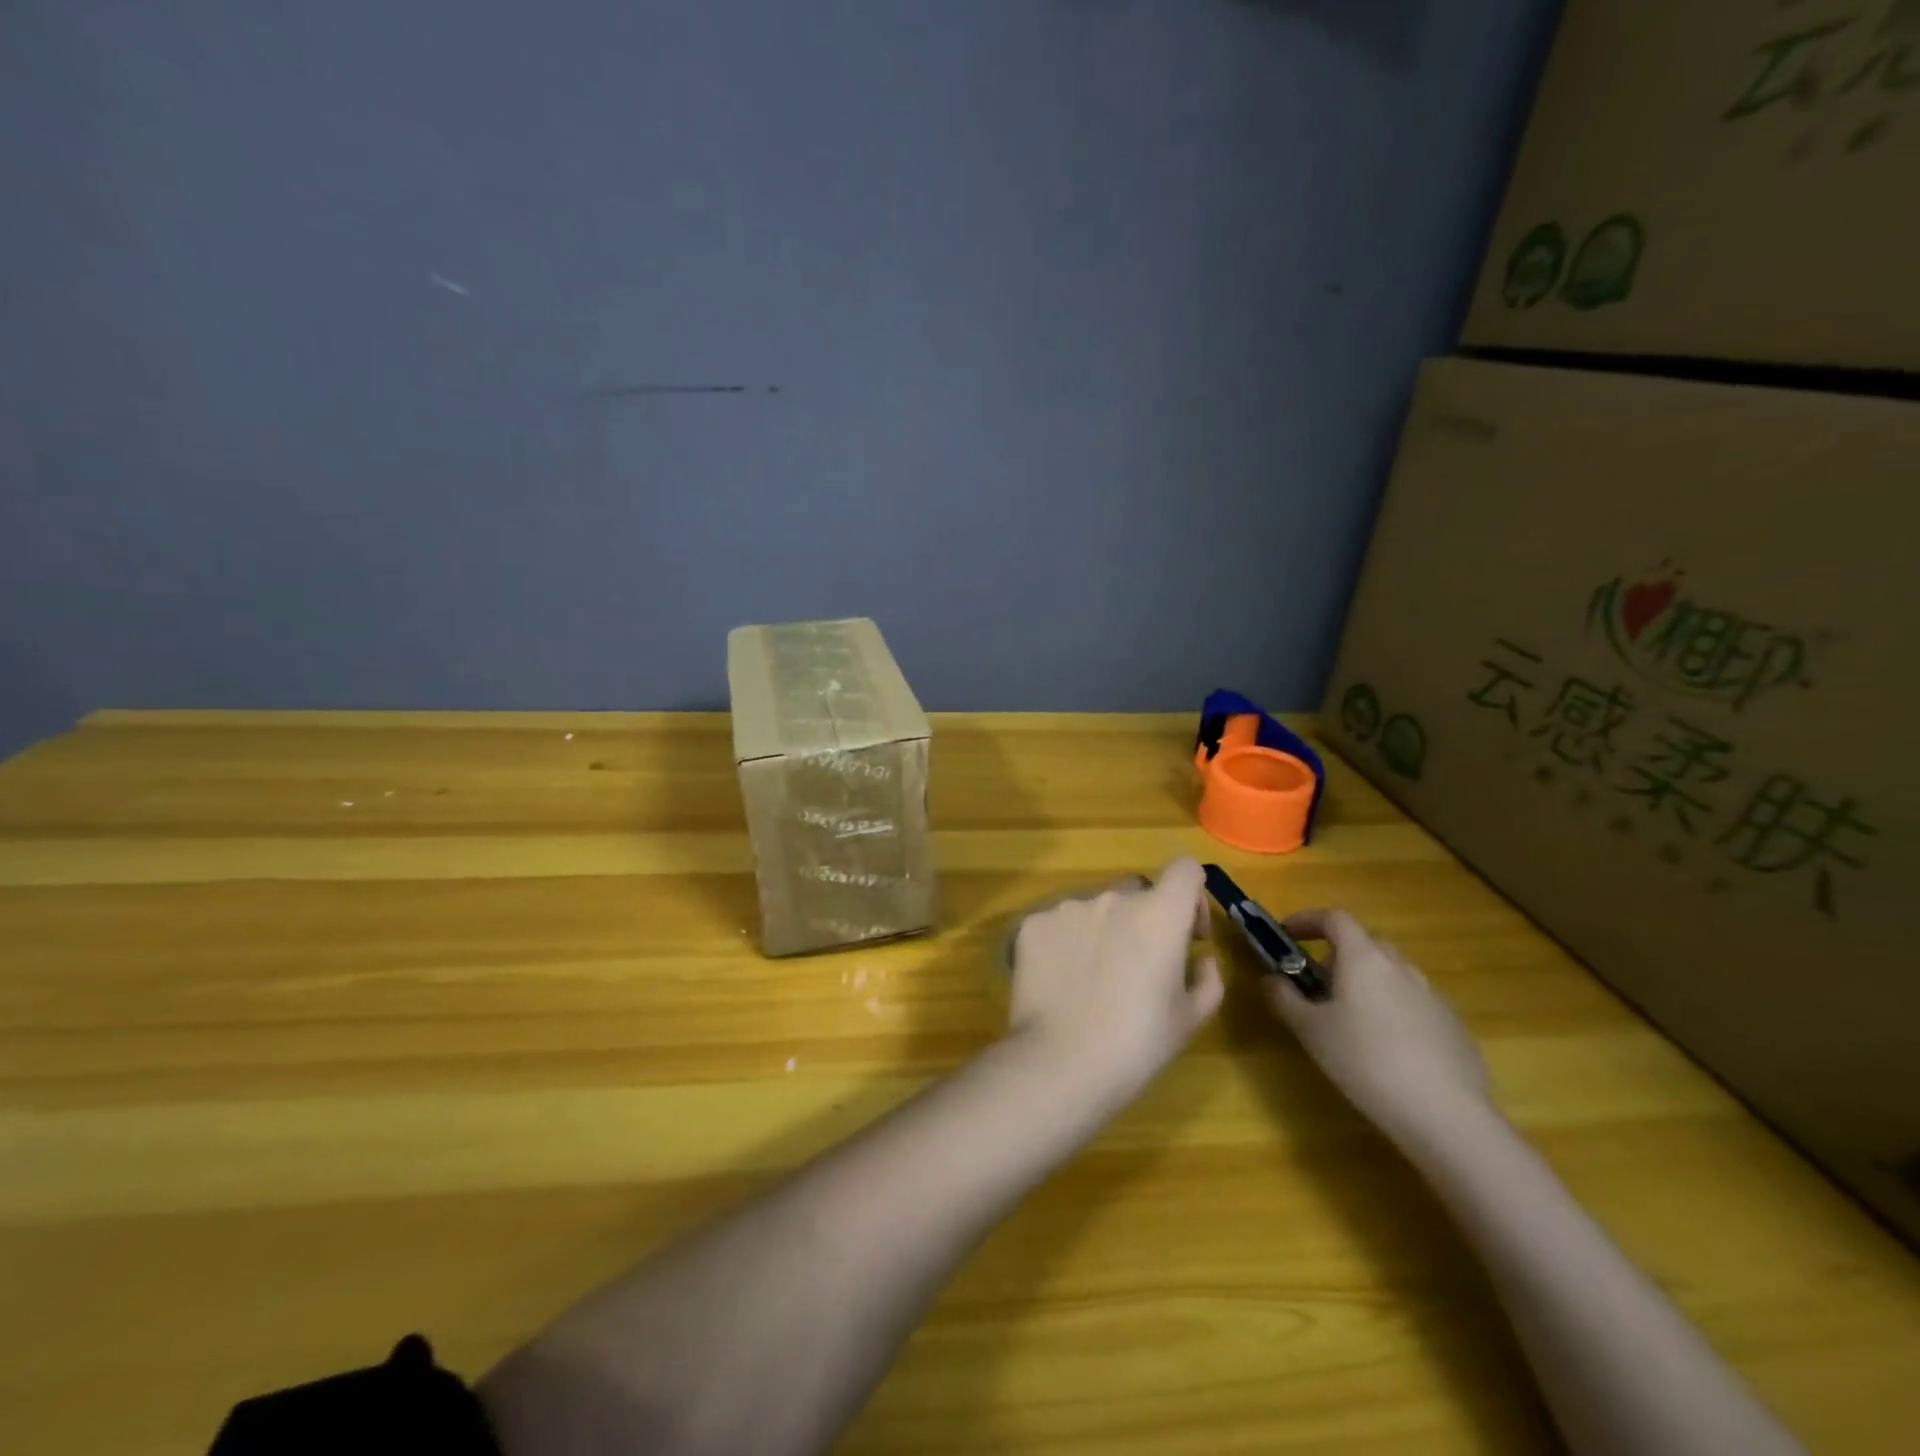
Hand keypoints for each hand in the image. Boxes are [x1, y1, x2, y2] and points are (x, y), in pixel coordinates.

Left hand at [1008, 858, 1222, 1110]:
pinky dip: (1065, 943)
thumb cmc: (1137, 1044)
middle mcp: (1112, 898)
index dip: (1192, 896)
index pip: (1185, 869)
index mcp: (1159, 914)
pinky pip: (1058, 923)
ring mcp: (1067, 907)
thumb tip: (1200, 958)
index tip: (1187, 933)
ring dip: (1102, 930)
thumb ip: (1206, 978)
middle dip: (1144, 918)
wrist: (1060, 1063)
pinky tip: (1061, 981)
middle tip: (1138, 964)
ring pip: (1094, 907)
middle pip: (1137, 891)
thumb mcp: (1190, 1019)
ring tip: (1092, 979)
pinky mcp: (1033, 923)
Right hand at [1261, 909, 1495, 1150]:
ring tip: (1352, 1021)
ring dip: (1368, 983)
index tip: (1287, 935)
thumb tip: (1271, 979)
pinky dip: (1394, 1010)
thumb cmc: (1365, 1062)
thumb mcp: (1310, 1031)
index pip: (1334, 918)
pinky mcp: (1453, 1026)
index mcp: (1363, 959)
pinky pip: (1414, 1003)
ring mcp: (1432, 996)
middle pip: (1366, 943)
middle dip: (1338, 955)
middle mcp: (1400, 967)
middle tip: (1318, 984)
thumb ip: (1284, 998)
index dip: (1307, 920)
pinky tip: (1388, 1050)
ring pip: (1392, 974)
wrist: (1446, 1115)